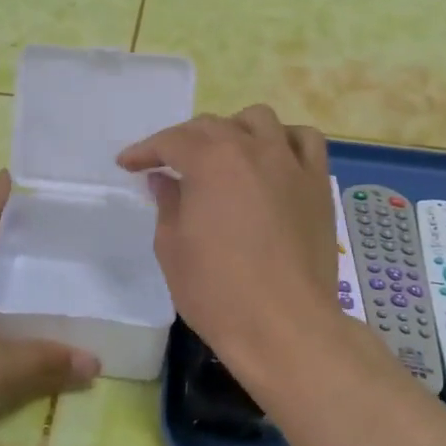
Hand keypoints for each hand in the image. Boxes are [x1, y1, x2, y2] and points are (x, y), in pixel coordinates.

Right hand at [117, 105, 339, 368]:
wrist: (284, 326)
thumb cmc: (217, 292)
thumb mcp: (172, 248)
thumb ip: (168, 204)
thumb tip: (165, 180)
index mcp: (210, 162)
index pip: (171, 141)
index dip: (145, 151)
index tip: (128, 164)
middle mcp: (252, 149)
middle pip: (212, 126)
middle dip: (183, 140)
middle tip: (167, 165)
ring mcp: (290, 163)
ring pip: (259, 120)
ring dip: (233, 129)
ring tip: (222, 154)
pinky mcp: (317, 184)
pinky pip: (304, 141)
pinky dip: (283, 139)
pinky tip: (272, 158)